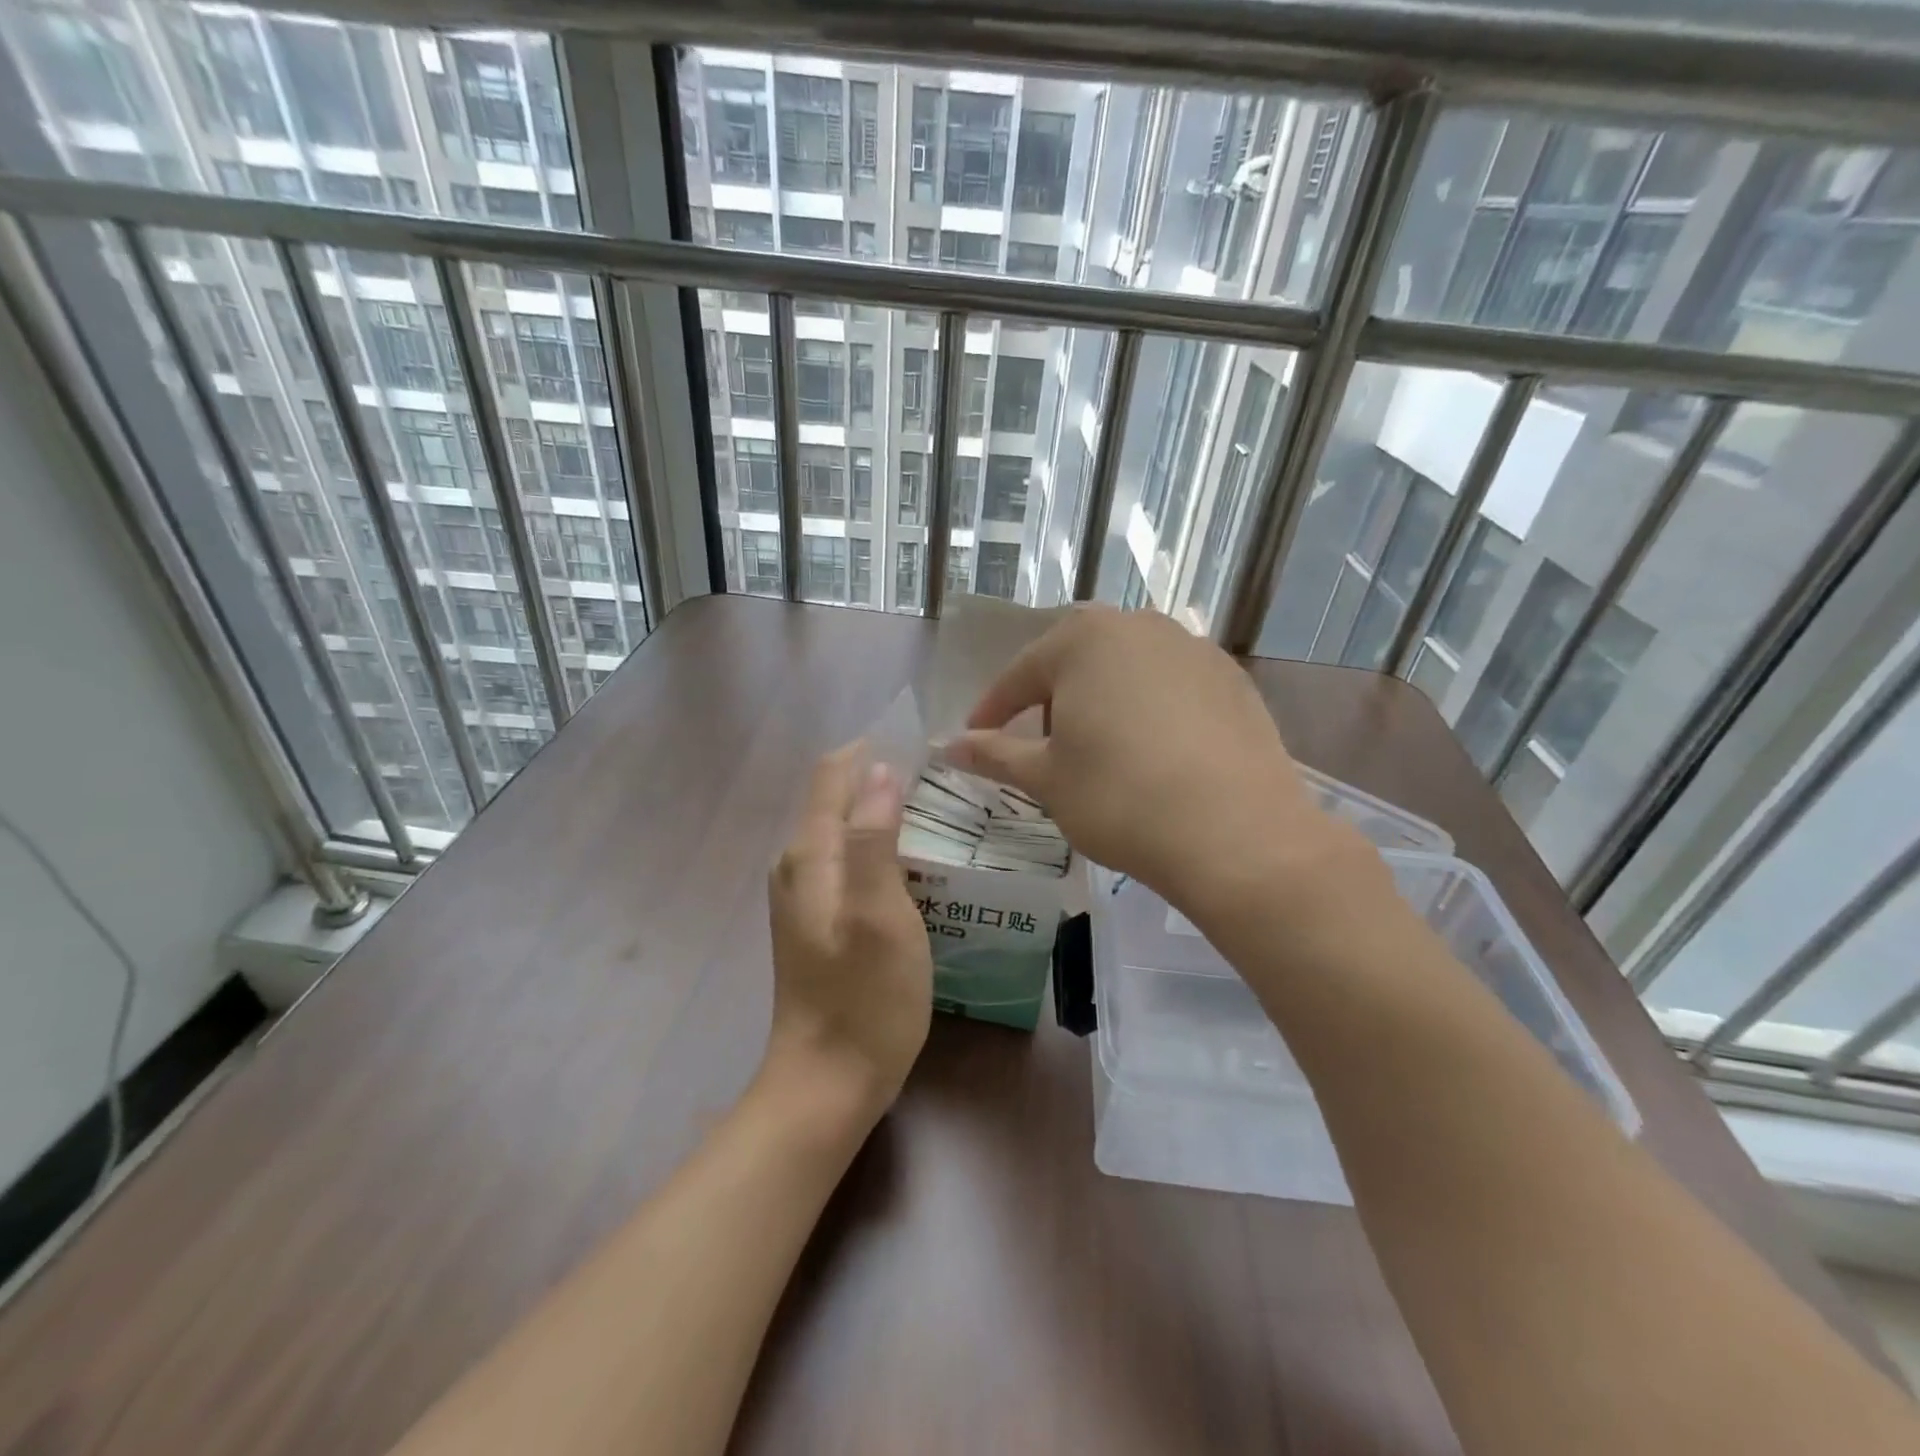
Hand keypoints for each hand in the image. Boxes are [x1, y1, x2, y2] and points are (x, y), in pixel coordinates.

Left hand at [764, 743, 932, 1124]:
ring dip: (882, 816)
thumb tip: (880, 772)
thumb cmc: (864, 998)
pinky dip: (878, 850)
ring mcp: (803, 896)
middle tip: (942, 785)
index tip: (921, 746)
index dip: (870, 752)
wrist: (826, 1082)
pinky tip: (912, 866)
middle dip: (882, 781)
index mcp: (810, 855)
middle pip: (837, 800)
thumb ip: (875, 838)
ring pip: (844, 833)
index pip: (832, 776)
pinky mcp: (818, 922)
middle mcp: (797, 866)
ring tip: (936, 817)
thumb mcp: (880, 915)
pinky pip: (848, 864)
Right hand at [943, 606, 1365, 916]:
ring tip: (1100, 751)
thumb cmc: (1120, 798)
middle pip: (1076, 662)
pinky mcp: (1233, 679)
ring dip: (1101, 702)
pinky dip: (1149, 711)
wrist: (1236, 834)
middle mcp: (1140, 626)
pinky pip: (1171, 686)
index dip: (993, 710)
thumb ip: (994, 754)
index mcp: (1084, 639)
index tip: (975, 738)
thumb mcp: (1046, 778)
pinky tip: (1154, 753)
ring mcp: (1194, 649)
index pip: (1021, 674)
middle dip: (1051, 701)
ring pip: (1126, 670)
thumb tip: (948, 746)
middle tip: (1042, 748)